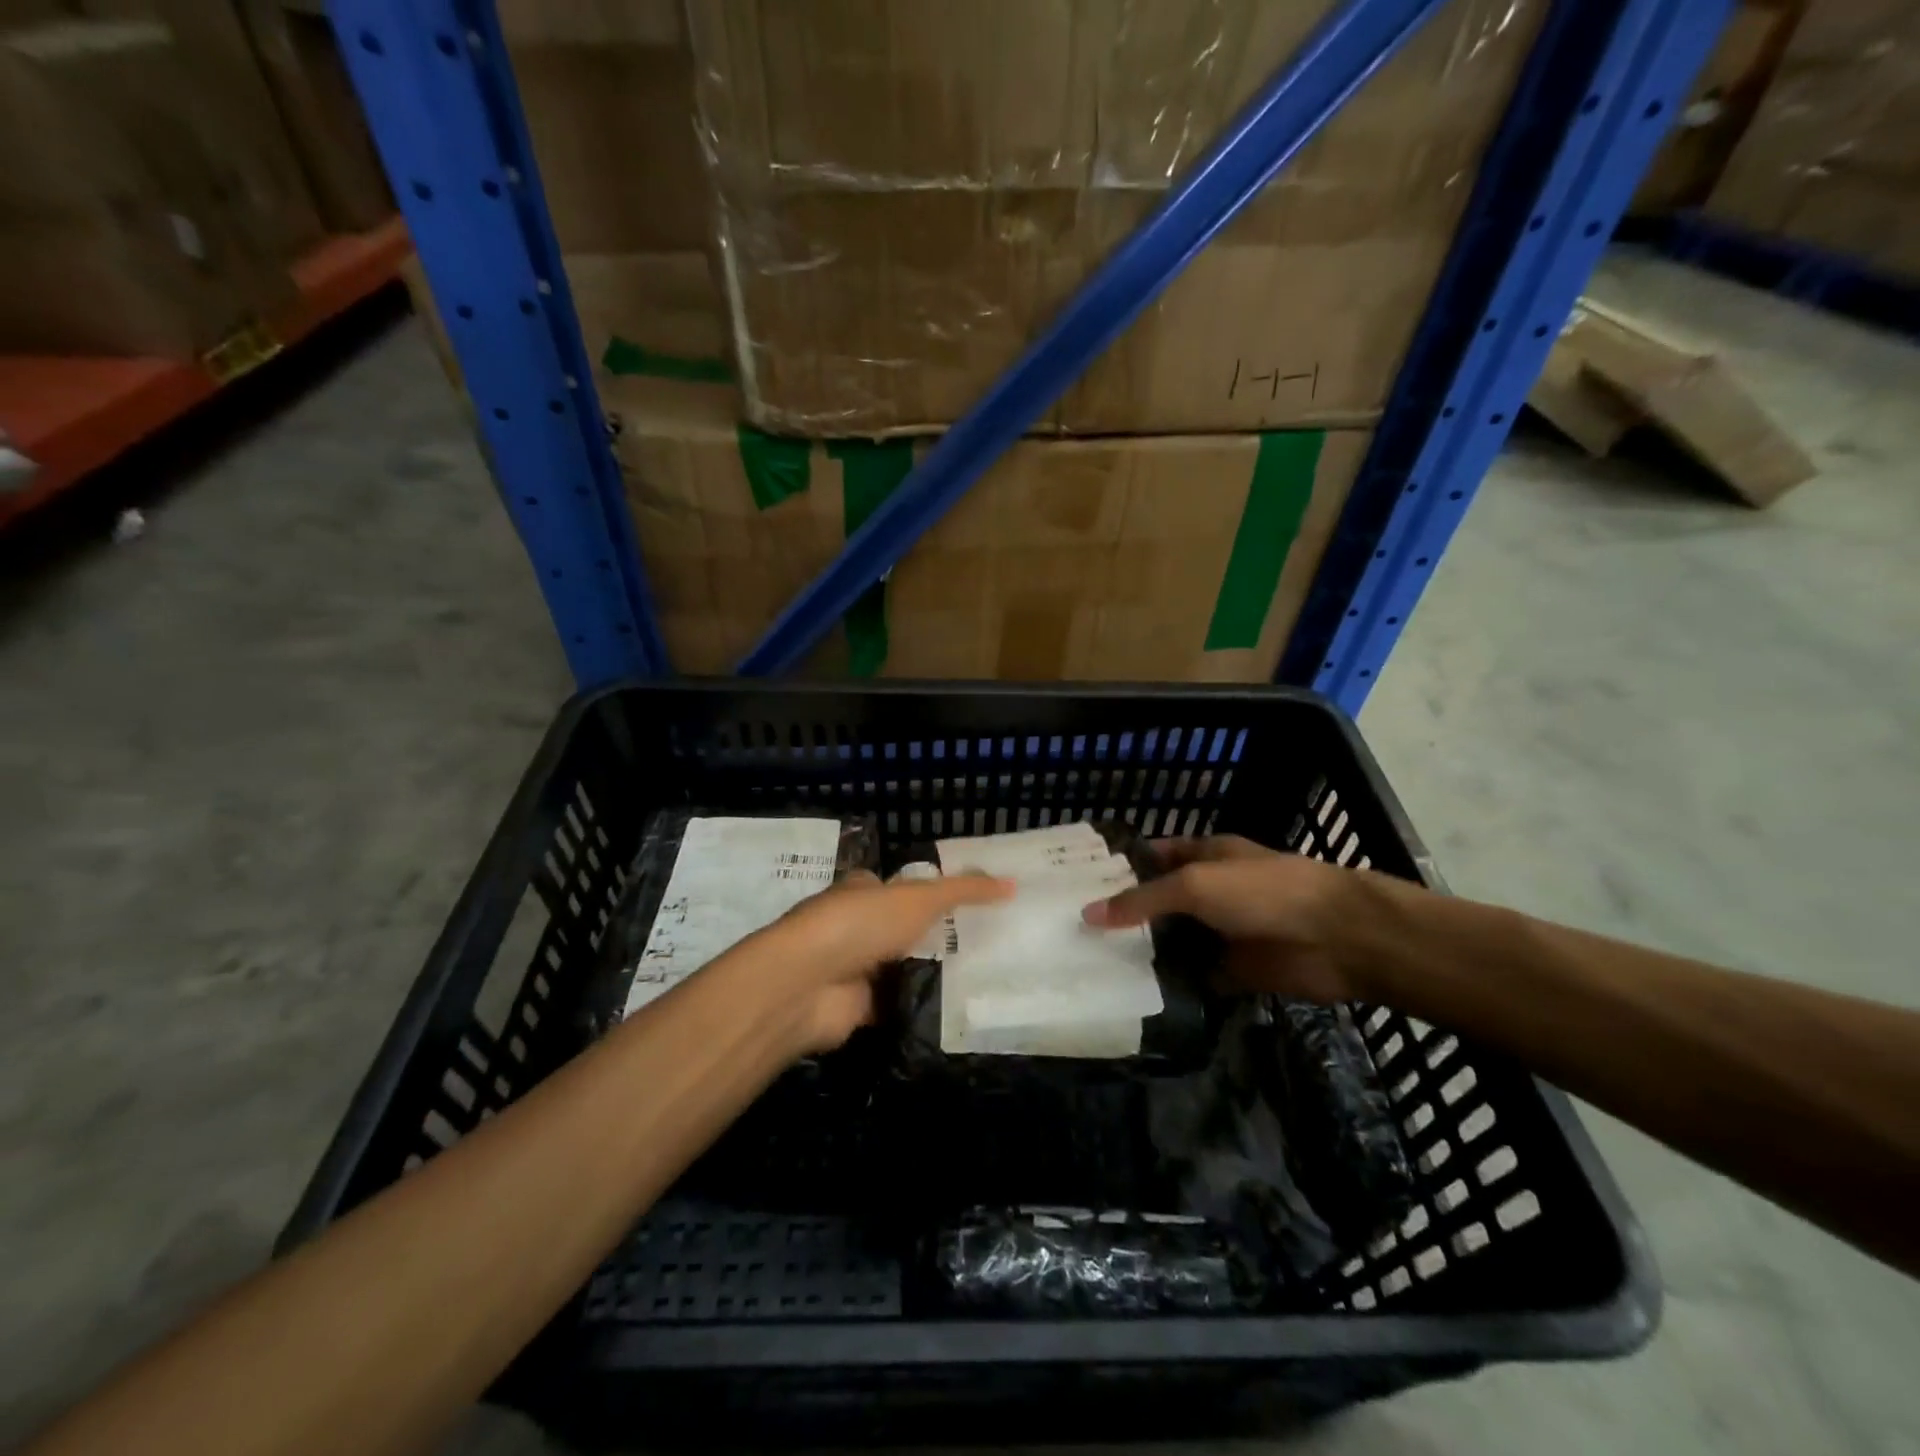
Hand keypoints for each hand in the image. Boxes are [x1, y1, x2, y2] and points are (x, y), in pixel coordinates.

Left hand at [758, 870, 1013, 1052]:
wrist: (807, 984)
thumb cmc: (860, 925)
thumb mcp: (920, 898)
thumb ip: (964, 891)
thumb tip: (1011, 883)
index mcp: (861, 891)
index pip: (898, 887)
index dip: (929, 893)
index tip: (971, 905)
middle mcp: (854, 927)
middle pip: (901, 930)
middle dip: (934, 938)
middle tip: (986, 944)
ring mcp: (854, 969)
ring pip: (900, 968)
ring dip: (928, 974)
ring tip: (982, 977)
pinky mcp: (857, 1008)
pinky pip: (897, 1005)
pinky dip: (918, 1008)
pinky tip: (956, 1011)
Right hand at [1081, 835, 1367, 1003]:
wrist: (1337, 938)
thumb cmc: (1262, 892)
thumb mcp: (1195, 885)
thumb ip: (1142, 900)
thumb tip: (1089, 913)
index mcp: (1205, 856)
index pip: (1154, 856)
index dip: (1120, 866)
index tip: (1079, 883)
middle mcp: (1211, 891)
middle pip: (1161, 902)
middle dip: (1126, 914)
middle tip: (1076, 931)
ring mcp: (1223, 932)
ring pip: (1175, 941)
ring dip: (1146, 952)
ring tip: (1094, 965)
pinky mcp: (1235, 970)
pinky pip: (1194, 977)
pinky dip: (1173, 986)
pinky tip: (1136, 995)